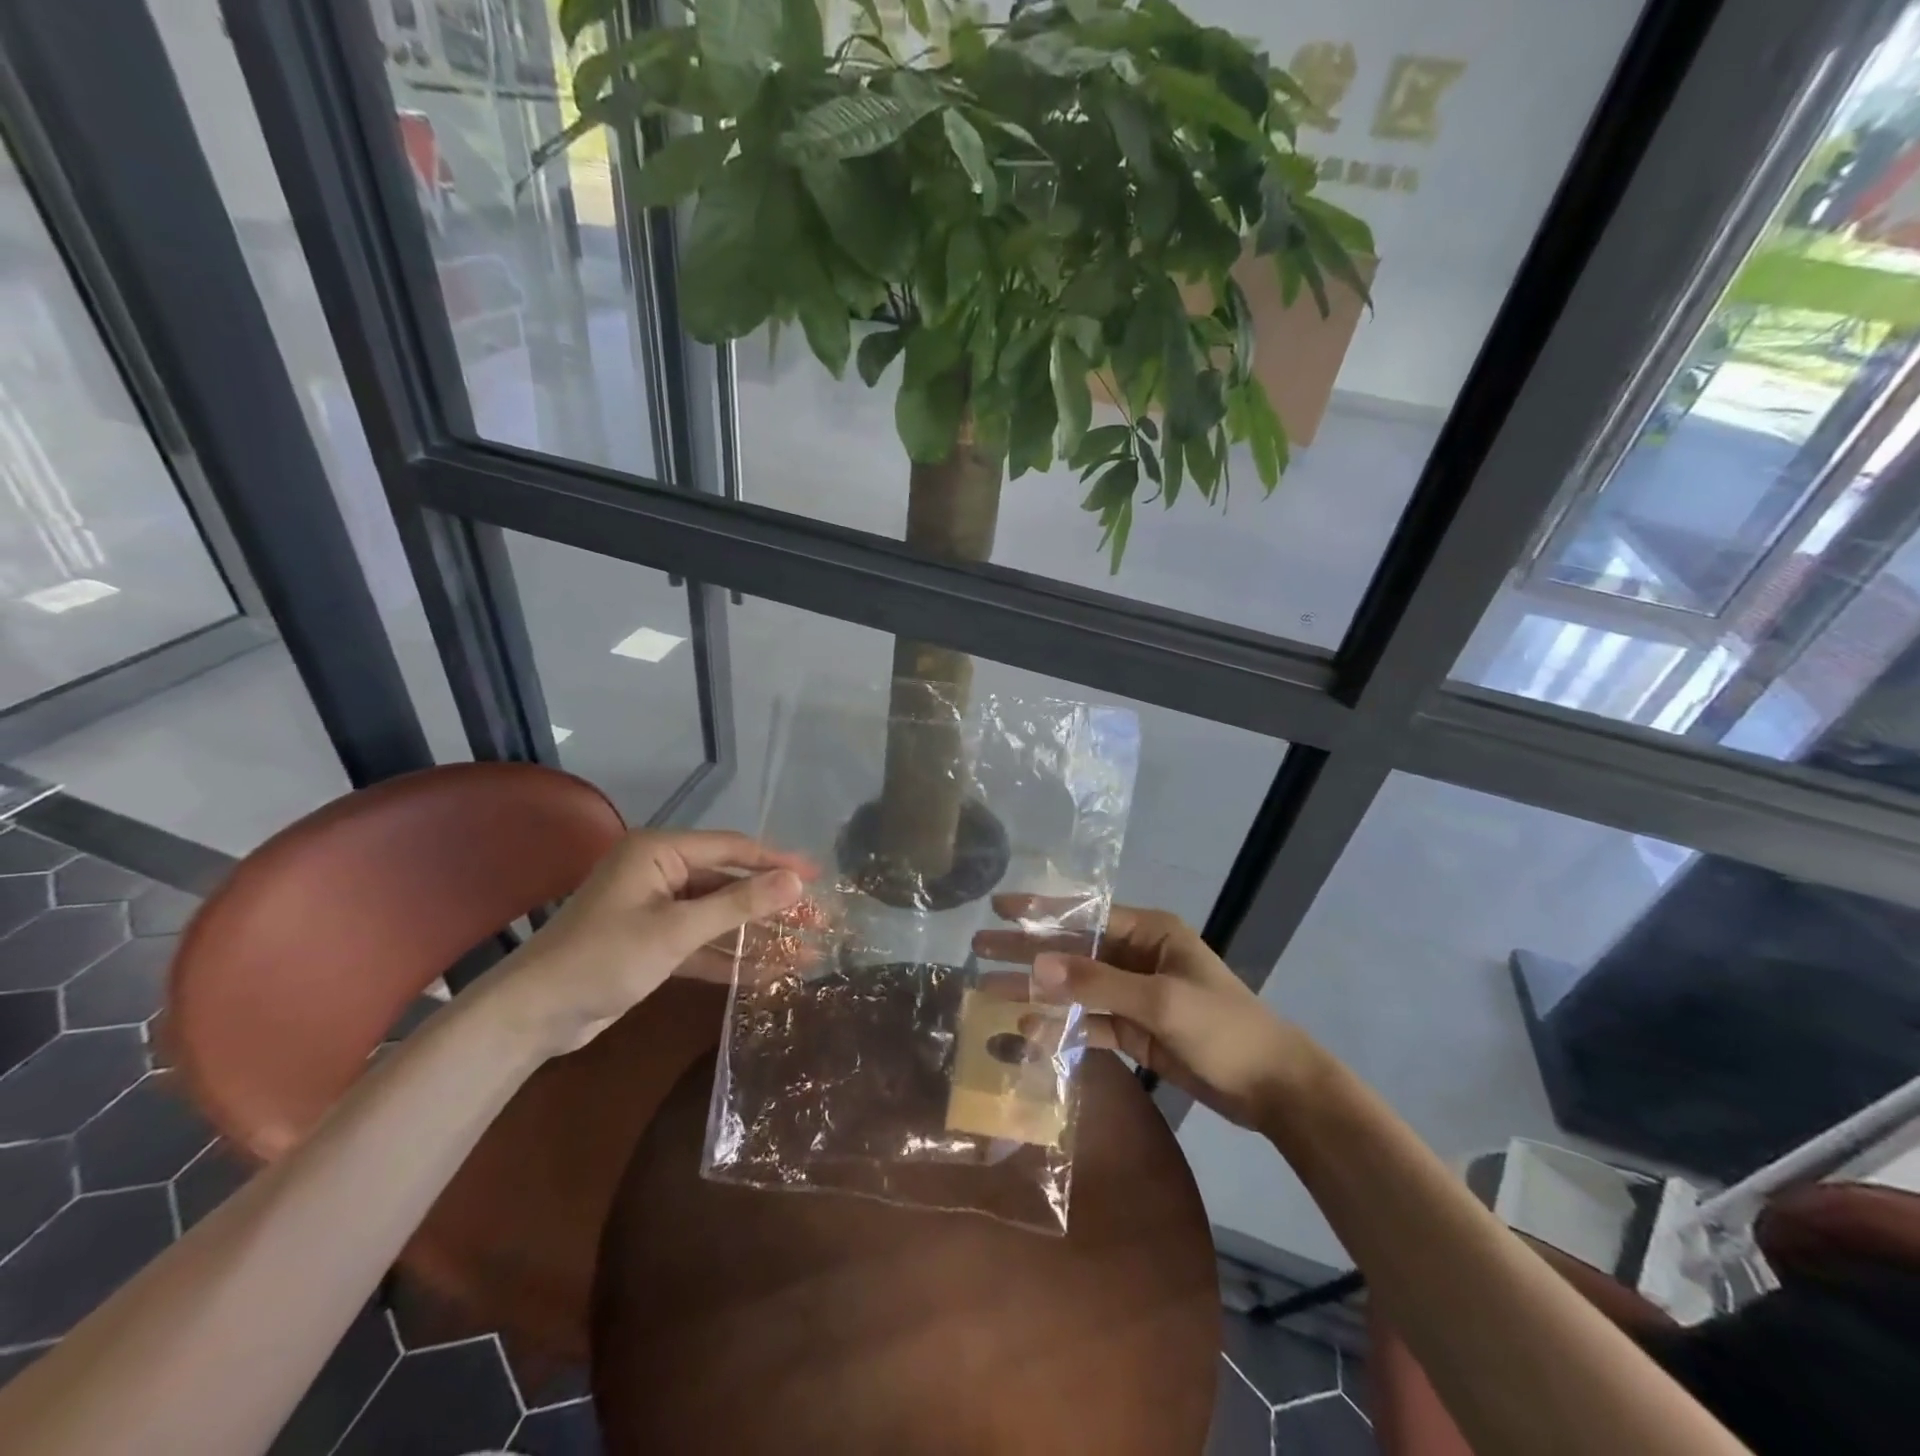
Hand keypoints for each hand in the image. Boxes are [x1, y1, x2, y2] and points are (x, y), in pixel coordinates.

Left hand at [481, 830, 810, 1056]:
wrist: (532, 1017)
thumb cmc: (603, 958)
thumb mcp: (676, 930)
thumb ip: (738, 904)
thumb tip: (795, 881)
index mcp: (660, 852)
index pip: (732, 849)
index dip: (777, 861)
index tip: (818, 875)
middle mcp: (661, 873)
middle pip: (730, 883)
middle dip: (773, 904)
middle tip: (818, 918)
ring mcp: (658, 910)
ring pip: (720, 916)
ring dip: (758, 935)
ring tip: (805, 949)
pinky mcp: (655, 944)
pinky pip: (703, 943)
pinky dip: (731, 958)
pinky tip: (769, 973)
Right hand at [972, 898, 1318, 1128]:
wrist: (1273, 1088)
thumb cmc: (1222, 1028)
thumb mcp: (1160, 1000)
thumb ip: (1097, 984)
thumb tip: (1036, 966)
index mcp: (1150, 931)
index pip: (1085, 915)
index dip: (1041, 912)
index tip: (999, 908)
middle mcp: (1138, 956)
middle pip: (1074, 951)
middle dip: (1028, 952)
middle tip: (979, 950)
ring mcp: (1135, 994)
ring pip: (1076, 988)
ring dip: (1038, 993)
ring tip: (990, 994)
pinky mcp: (1135, 1029)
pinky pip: (1090, 1022)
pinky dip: (1062, 1026)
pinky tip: (1029, 1031)